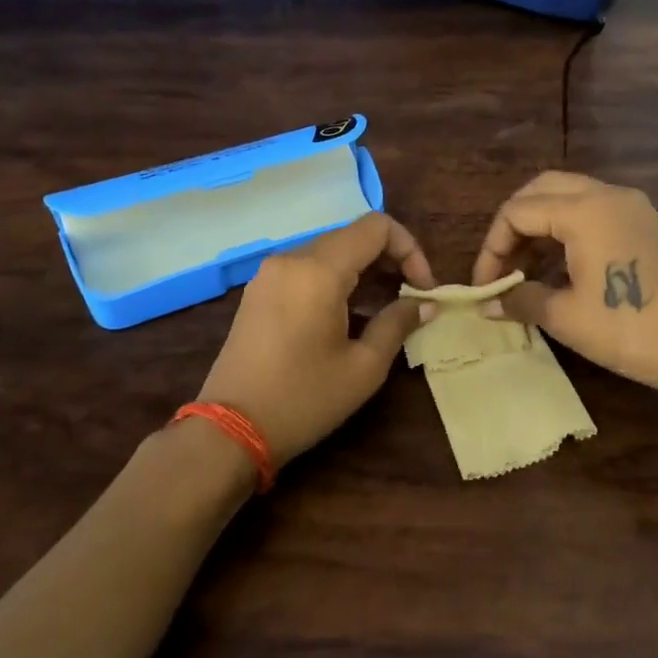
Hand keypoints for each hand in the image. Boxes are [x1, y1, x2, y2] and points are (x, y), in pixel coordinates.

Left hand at [196, 212, 433, 464]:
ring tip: (384, 309)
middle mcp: (292, 259)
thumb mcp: (364, 367)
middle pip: (352, 235)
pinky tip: (348, 314)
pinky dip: (336, 279)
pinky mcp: (259, 291)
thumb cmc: (303, 399)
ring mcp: (270, 274)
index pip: (376, 226)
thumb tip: (427, 304)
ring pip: (330, 251)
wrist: (230, 430)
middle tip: (410, 299)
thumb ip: (398, 323)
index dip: (410, 249)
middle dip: (389, 259)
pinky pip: (307, 269)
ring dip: (364, 270)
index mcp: (319, 270)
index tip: (422, 289)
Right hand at [469, 172, 657, 395]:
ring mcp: (631, 206)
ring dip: (539, 226)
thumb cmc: (629, 330)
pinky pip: (592, 211)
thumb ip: (519, 299)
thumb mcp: (565, 317)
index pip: (517, 212)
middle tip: (502, 265)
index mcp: (585, 210)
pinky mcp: (644, 223)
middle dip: (513, 225)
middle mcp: (607, 194)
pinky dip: (566, 230)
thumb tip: (487, 304)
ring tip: (524, 271)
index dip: (492, 248)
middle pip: (541, 190)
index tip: (486, 286)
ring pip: (568, 196)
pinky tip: (558, 268)